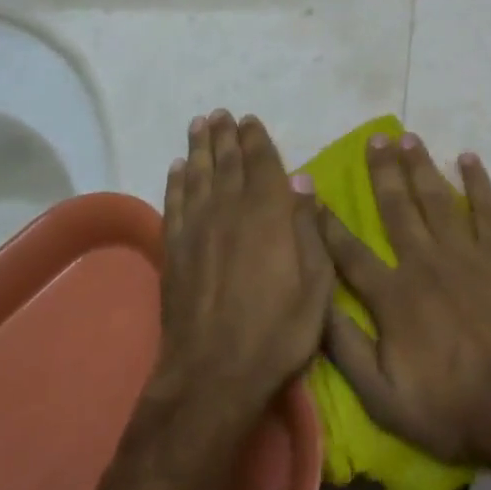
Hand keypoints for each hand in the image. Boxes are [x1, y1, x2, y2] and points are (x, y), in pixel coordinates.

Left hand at [154, 111, 334, 417]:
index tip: (249, 119)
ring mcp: (197, 230)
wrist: (213, 376)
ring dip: (199, 148)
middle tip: (220, 113)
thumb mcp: (316, 286)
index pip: (262, 164)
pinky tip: (177, 168)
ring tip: (199, 125)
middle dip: (225, 135)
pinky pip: (174, 204)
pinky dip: (176, 183)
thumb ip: (310, 229)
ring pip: (198, 176)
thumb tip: (304, 181)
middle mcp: (230, 211)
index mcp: (268, 215)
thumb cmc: (277, 333)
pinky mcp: (174, 251)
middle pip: (227, 163)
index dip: (256, 139)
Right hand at [317, 133, 490, 468]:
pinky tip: (468, 158)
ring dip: (420, 166)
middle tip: (373, 139)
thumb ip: (346, 348)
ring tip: (407, 137)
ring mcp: (466, 253)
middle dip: (381, 171)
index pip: (349, 252)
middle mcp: (425, 262)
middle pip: (396, 207)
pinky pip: (487, 208)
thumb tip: (314, 303)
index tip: (312, 191)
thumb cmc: (452, 409)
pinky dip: (477, 181)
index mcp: (393, 295)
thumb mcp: (383, 397)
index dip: (327, 222)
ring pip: (436, 198)